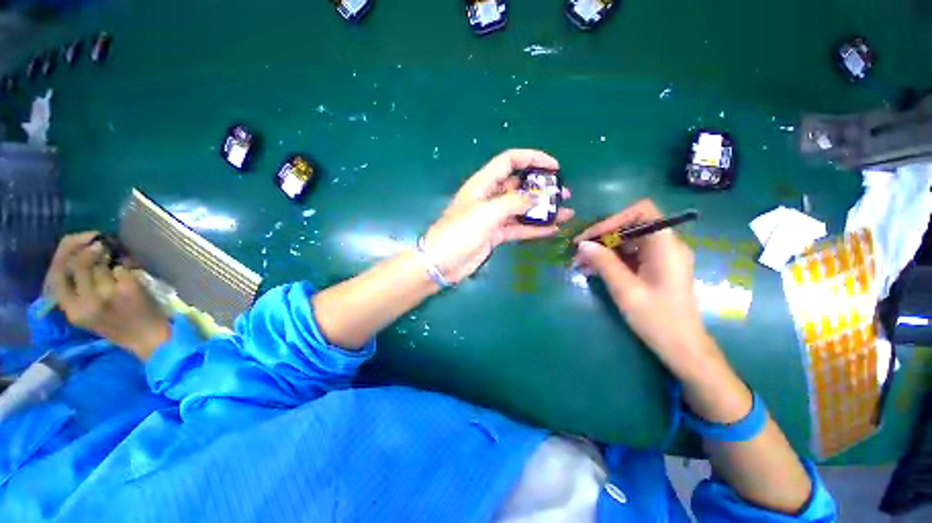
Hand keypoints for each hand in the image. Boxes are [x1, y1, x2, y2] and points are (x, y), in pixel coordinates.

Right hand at [44, 232, 169, 359]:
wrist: (148, 337)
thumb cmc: (118, 324)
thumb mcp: (87, 312)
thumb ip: (78, 289)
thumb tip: (78, 253)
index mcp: (72, 311)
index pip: (56, 276)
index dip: (65, 253)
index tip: (76, 240)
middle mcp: (86, 303)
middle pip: (77, 264)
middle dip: (87, 248)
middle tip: (98, 243)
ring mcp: (107, 294)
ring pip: (100, 264)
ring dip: (108, 258)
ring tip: (114, 261)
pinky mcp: (128, 289)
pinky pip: (122, 269)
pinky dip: (126, 268)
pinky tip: (130, 275)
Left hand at [424, 149, 573, 282]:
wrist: (442, 262)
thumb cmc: (460, 232)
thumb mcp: (487, 213)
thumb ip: (513, 202)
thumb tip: (536, 198)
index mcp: (483, 183)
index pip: (510, 161)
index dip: (532, 158)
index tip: (554, 166)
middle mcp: (489, 197)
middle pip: (519, 185)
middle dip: (542, 187)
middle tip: (563, 193)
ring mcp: (493, 217)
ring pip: (522, 209)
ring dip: (542, 210)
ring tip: (566, 211)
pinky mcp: (495, 234)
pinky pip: (518, 228)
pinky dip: (534, 228)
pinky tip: (553, 229)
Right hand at [573, 200, 713, 377]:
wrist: (682, 348)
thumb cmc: (658, 319)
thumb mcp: (626, 290)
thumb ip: (604, 263)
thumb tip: (583, 244)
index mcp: (666, 246)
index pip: (642, 212)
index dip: (614, 219)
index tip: (591, 237)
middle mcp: (666, 246)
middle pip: (631, 226)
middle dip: (602, 237)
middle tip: (578, 252)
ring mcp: (661, 258)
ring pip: (627, 242)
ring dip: (603, 249)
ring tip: (580, 263)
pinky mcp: (654, 269)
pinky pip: (629, 256)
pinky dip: (610, 260)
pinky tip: (592, 270)